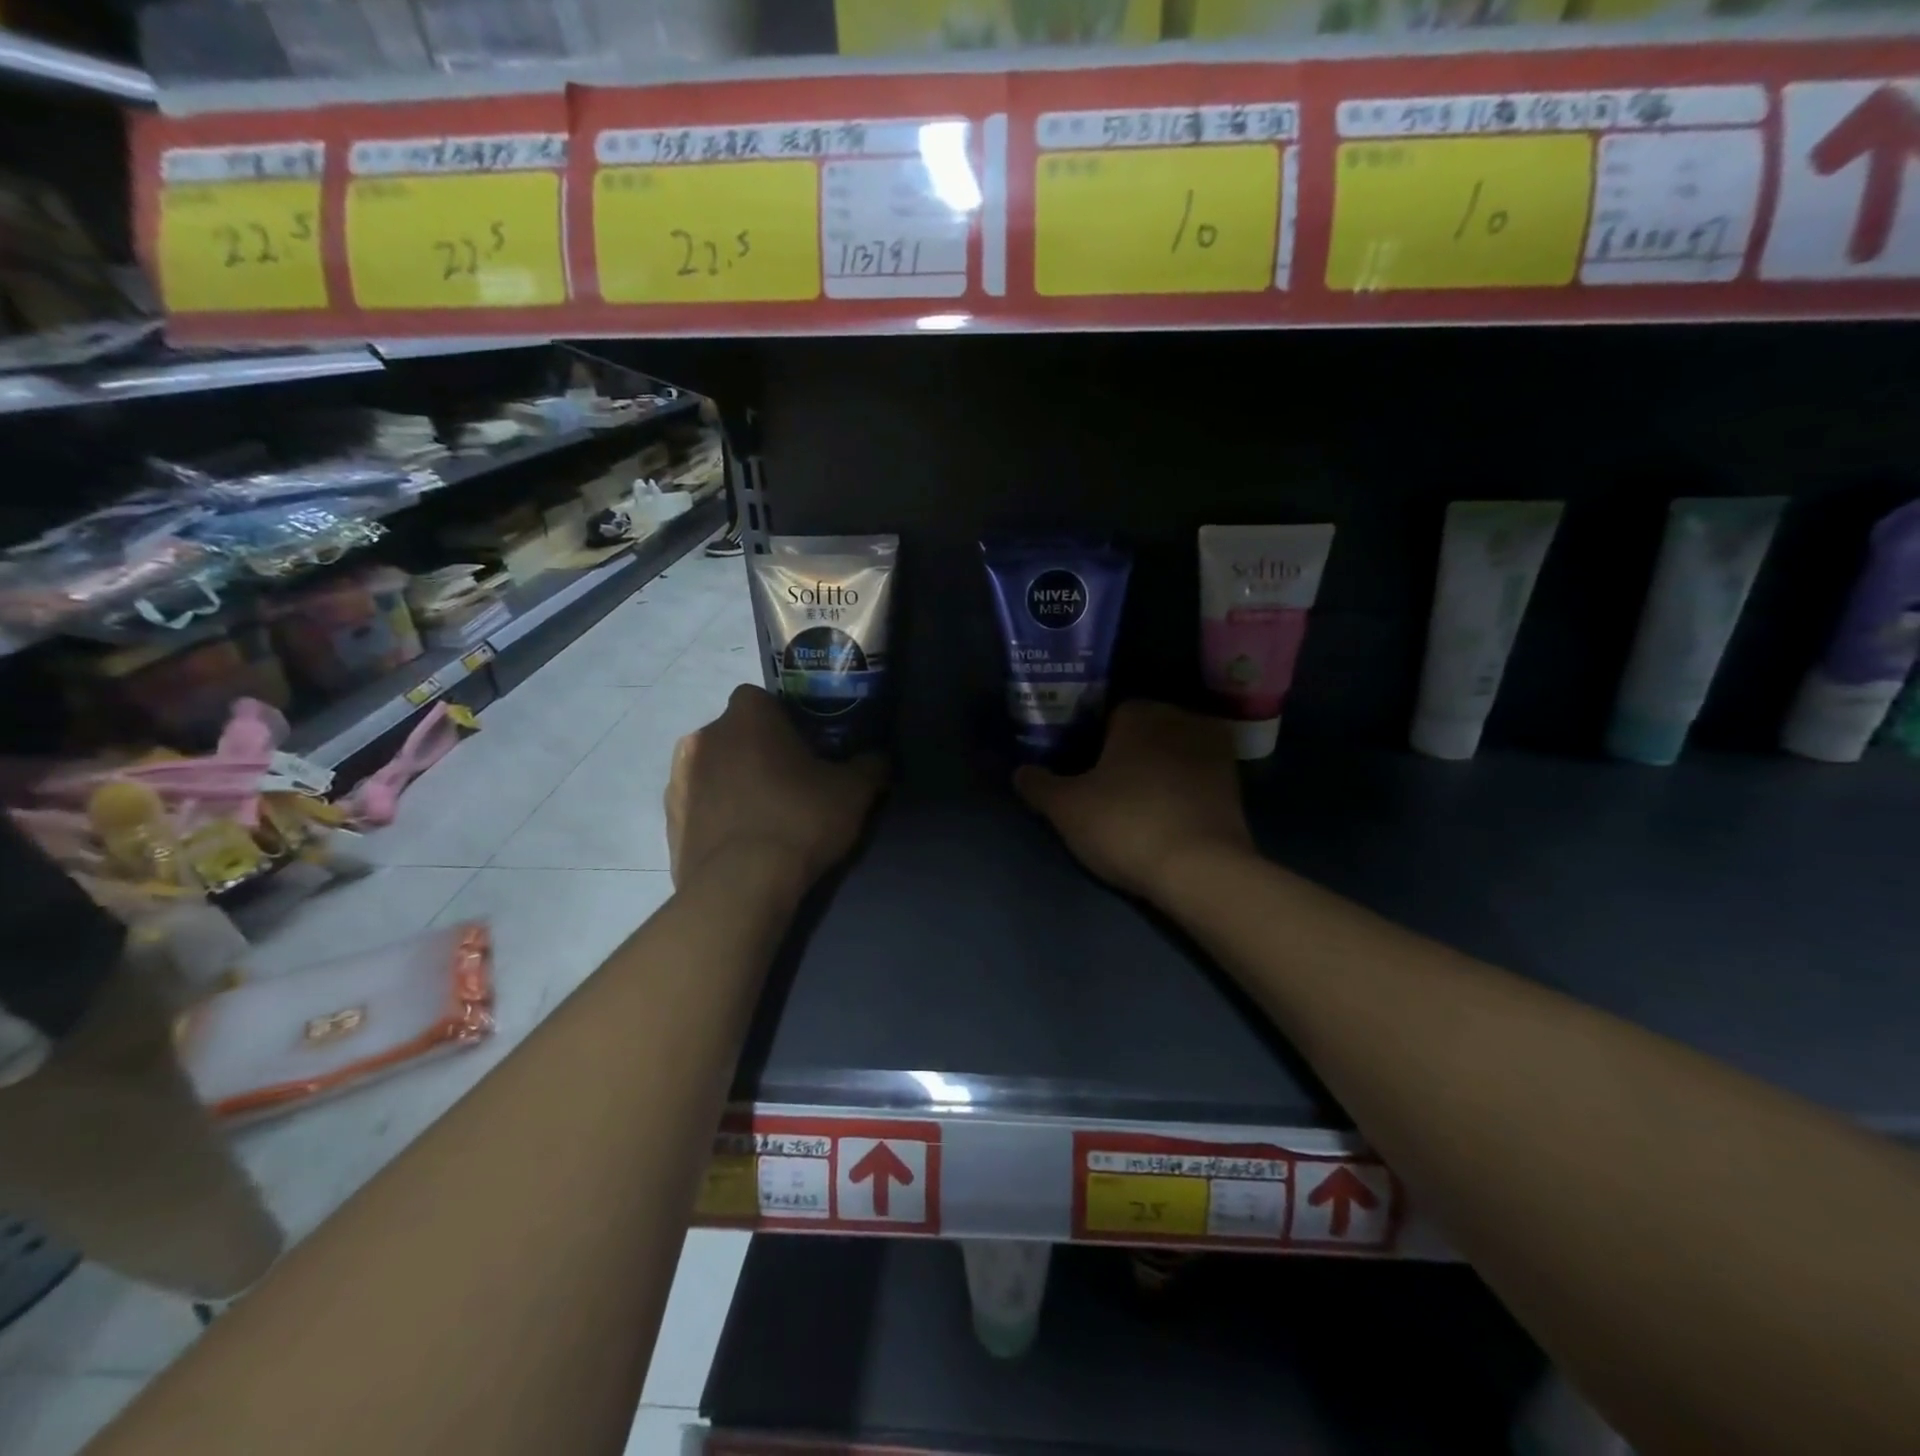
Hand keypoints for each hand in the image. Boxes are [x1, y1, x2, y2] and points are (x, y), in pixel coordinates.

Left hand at [666, 685, 886, 891]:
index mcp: (748, 715)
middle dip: (759, 751)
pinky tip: (742, 841)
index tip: (807, 748)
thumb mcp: (854, 791)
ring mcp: (679, 778)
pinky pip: (700, 805)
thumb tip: (877, 758)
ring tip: (765, 816)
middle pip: (738, 733)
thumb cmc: (799, 820)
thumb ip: (870, 765)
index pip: (763, 699)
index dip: (786, 720)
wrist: (740, 886)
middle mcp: (705, 735)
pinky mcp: (668, 819)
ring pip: (715, 768)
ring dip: (735, 782)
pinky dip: (717, 814)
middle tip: (791, 783)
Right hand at [1015, 701, 1253, 900]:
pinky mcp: (1235, 784)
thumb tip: (1021, 772)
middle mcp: (1181, 720)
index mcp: (1140, 713)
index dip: (1090, 743)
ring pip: (1171, 753)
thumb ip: (1039, 785)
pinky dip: (1180, 790)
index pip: (1107, 715)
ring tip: (1135, 807)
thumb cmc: (1126, 824)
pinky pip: (1195, 778)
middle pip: (1142, 732)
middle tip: (1104, 791)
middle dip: (1125, 754)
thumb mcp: (1066, 808)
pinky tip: (1165, 817)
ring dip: (1155, 771)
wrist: (1201, 870)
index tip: (1080, 773)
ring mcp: (1214, 751)